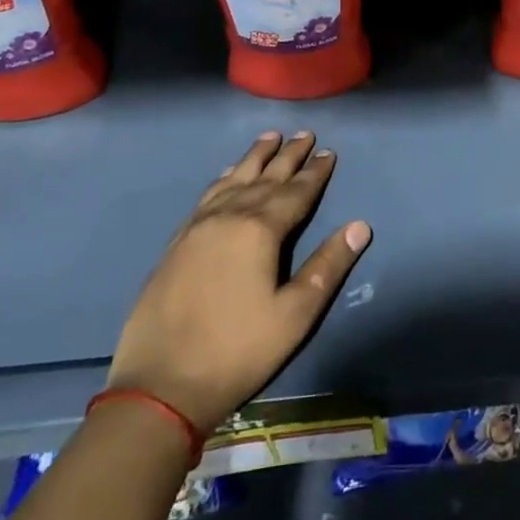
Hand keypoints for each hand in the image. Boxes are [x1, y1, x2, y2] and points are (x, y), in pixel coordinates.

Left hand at [107, 132, 370, 435]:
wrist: (159, 386)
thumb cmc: (237, 351)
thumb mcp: (295, 315)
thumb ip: (328, 266)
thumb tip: (360, 226)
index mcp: (260, 229)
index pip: (296, 191)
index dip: (315, 172)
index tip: (329, 152)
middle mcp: (229, 216)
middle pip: (265, 177)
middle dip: (288, 155)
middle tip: (305, 133)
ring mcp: (198, 227)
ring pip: (234, 179)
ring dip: (255, 157)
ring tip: (270, 137)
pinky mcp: (177, 242)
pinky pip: (208, 196)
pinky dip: (224, 178)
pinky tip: (228, 175)